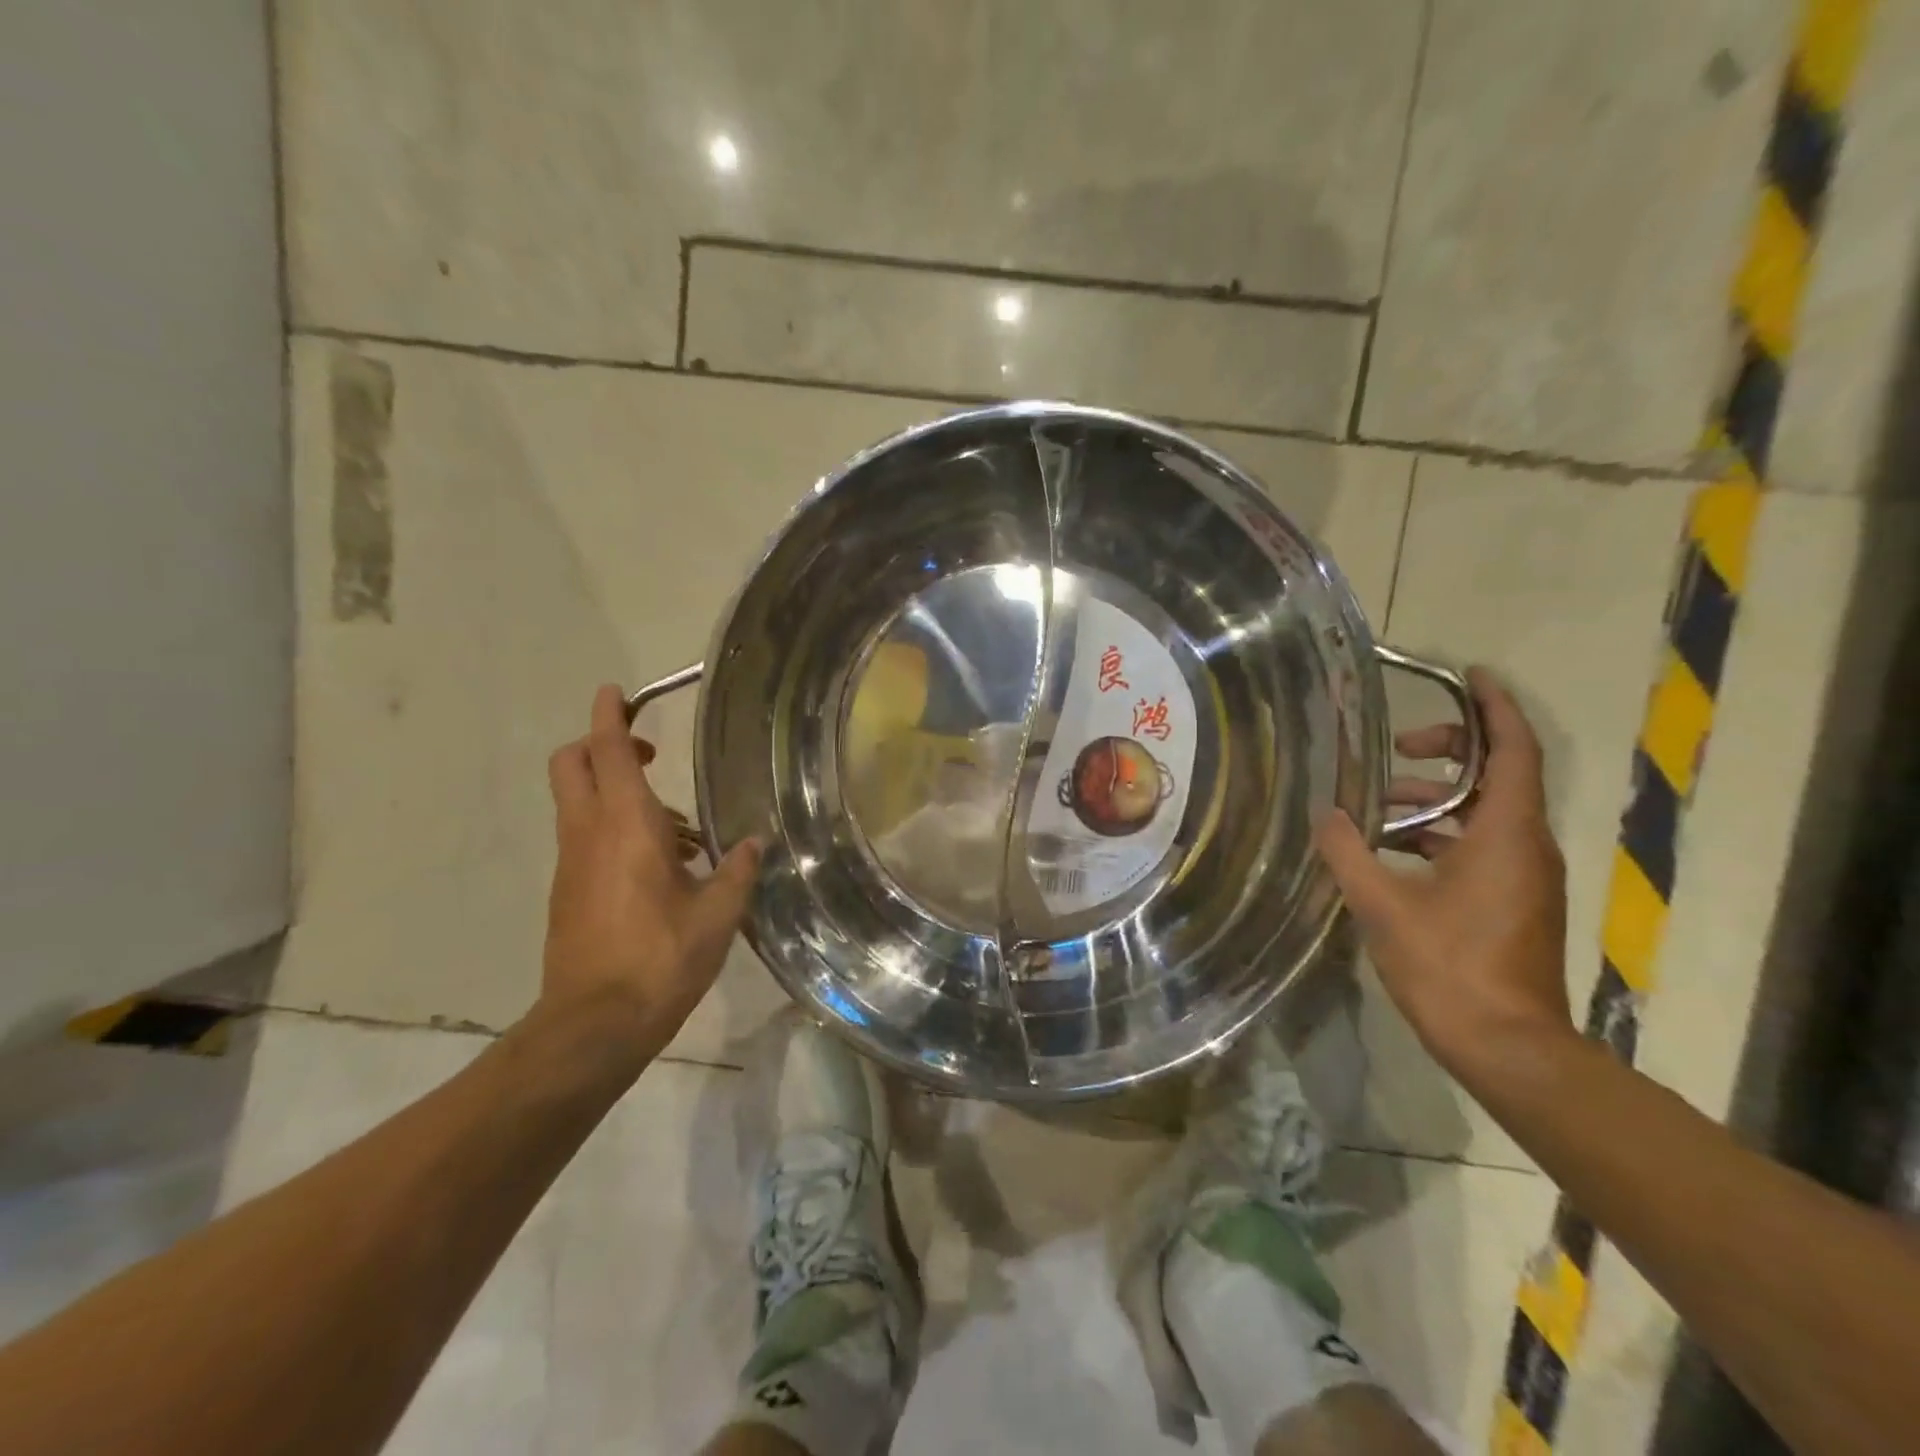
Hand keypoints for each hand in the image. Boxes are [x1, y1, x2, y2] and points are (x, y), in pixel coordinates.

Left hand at [540, 685, 760, 1059]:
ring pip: (577, 801)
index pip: (608, 752)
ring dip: (614, 791)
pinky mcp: (567, 891)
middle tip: (648, 754)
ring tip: (677, 828)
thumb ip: (737, 870)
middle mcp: (589, 834)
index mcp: (626, 826)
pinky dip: (612, 829)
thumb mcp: (718, 914)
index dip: (610, 715)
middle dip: (600, 743)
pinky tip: (660, 867)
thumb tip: (753, 843)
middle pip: (572, 764)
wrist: (595, 1025)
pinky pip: (584, 838)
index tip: (615, 691)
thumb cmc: (660, 959)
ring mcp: (571, 864)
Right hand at [1313, 667, 1572, 1079]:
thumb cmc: (1451, 969)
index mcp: (1506, 835)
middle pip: (1498, 776)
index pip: (1512, 752)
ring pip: (1483, 814)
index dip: (1495, 708)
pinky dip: (1438, 834)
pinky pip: (1478, 845)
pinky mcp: (1513, 902)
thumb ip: (1350, 853)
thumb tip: (1327, 814)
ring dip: (1435, 798)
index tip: (1471, 675)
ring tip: (1376, 804)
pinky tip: (1389, 851)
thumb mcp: (1384, 906)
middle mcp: (1525, 846)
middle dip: (1450, 751)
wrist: (1508, 1047)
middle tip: (1399, 745)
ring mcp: (1523, 877)